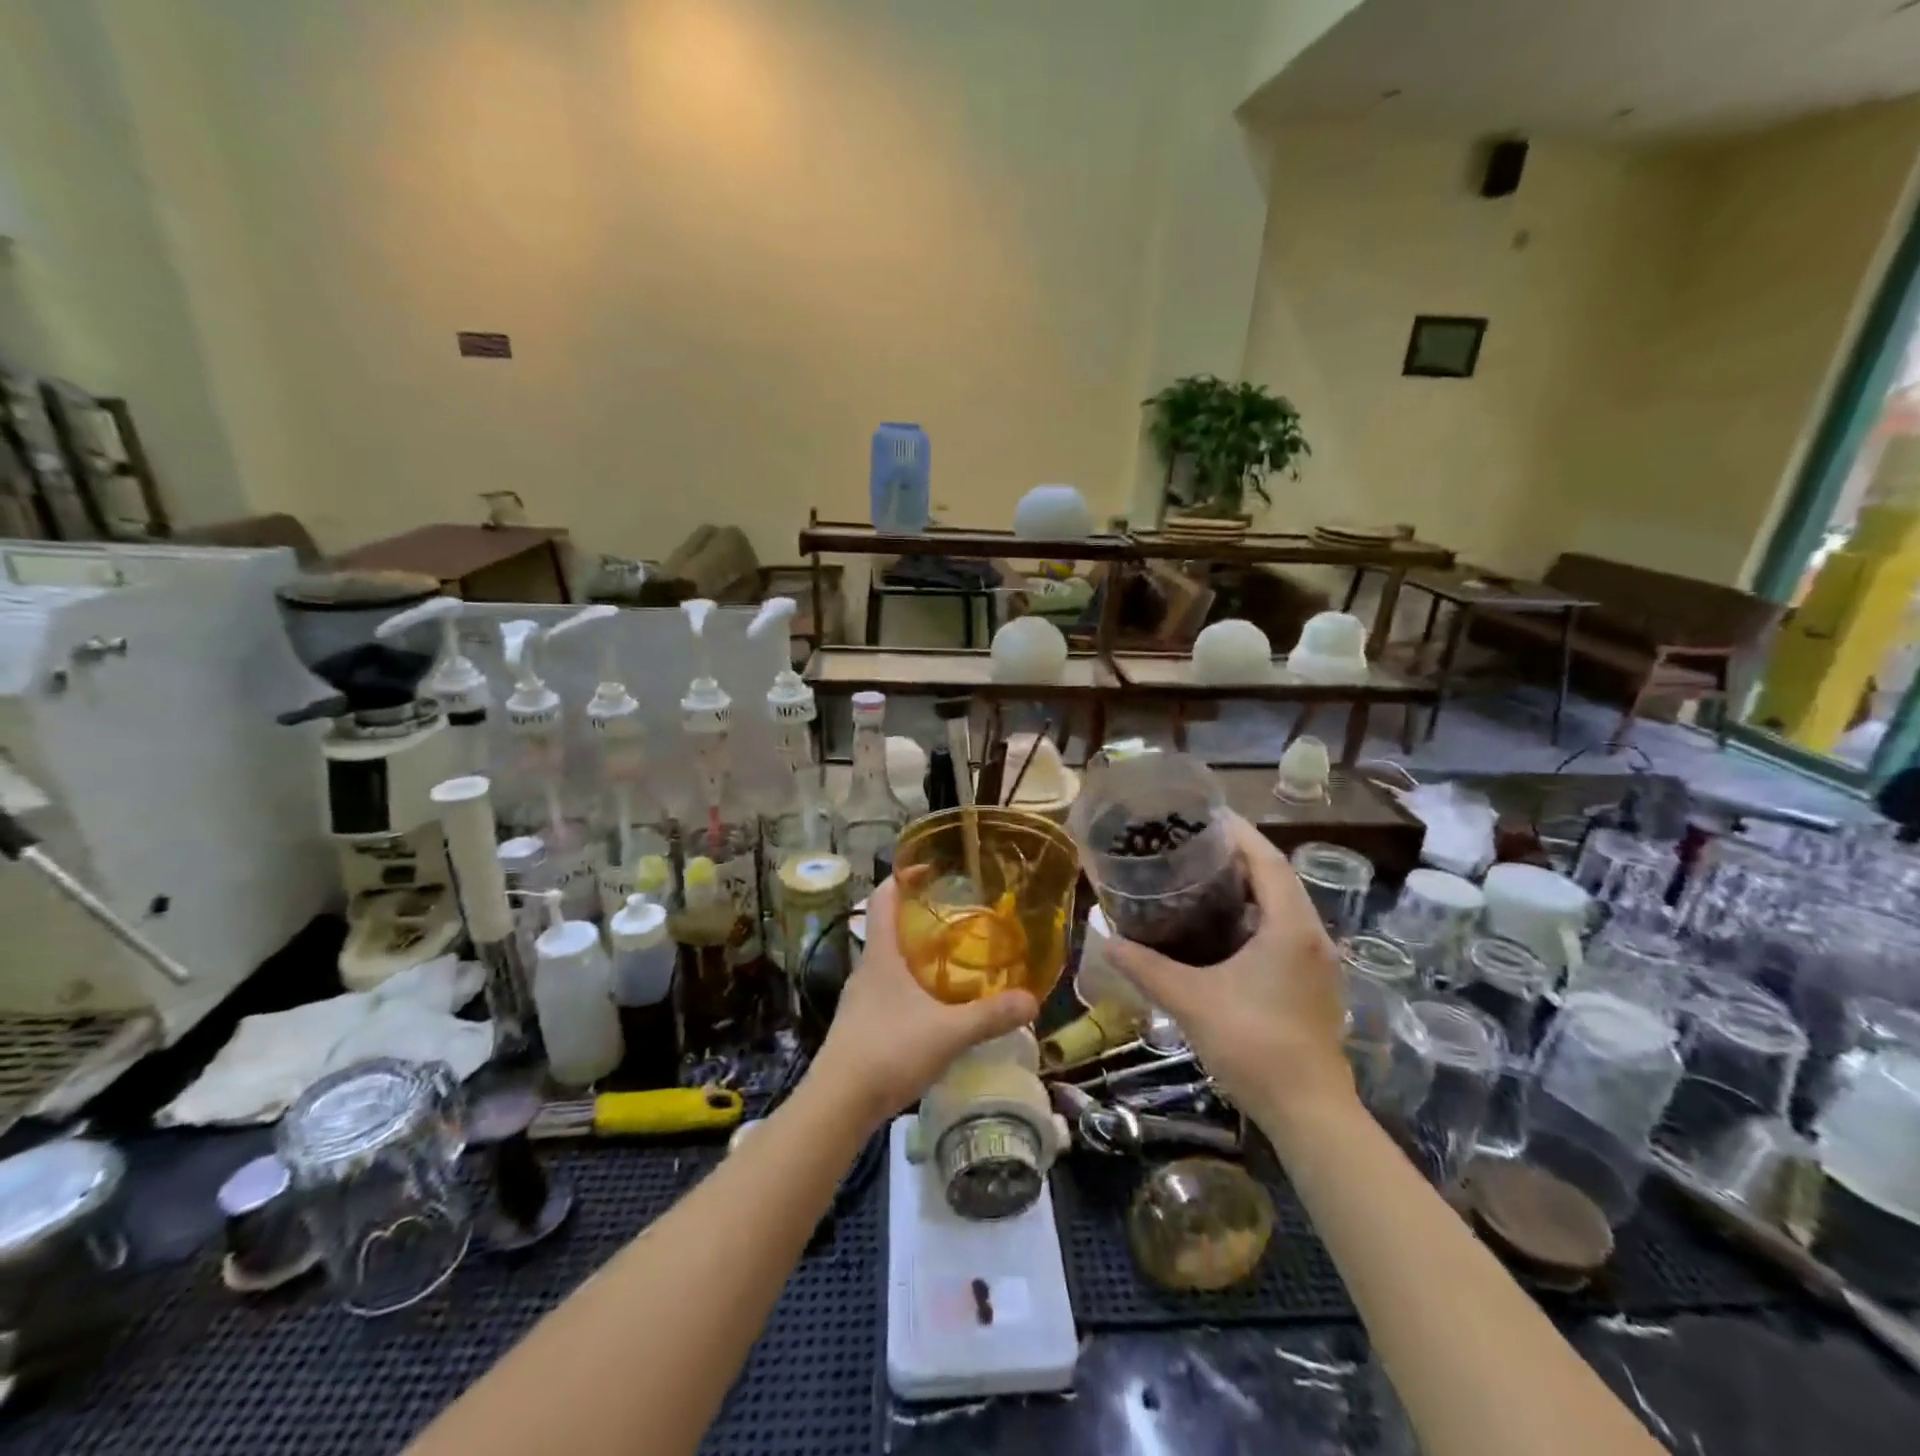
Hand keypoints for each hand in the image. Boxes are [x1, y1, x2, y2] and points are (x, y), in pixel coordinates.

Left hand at [809, 878, 1038, 1127]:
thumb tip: (1032, 1000)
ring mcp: (859, 1000)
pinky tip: (932, 1009)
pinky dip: (909, 988)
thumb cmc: (889, 1051)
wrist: (838, 1104)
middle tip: (956, 919)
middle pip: (887, 929)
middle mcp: (866, 970)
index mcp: (881, 956)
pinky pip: (887, 993)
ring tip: (951, 962)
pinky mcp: (858, 1027)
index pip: (883, 899)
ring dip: (914, 956)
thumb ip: (990, 1016)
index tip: (928, 868)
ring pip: (888, 964)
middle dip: (918, 919)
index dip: (902, 877)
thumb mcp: (948, 1033)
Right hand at [1106, 813, 1354, 1129]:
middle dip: (1237, 855)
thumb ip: (1146, 967)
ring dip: (1248, 886)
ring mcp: (1317, 960)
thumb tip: (1105, 939)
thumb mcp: (1190, 1001)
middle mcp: (1311, 934)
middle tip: (1190, 845)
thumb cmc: (1253, 1044)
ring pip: (1283, 904)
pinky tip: (1220, 928)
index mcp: (1290, 926)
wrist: (1309, 1112)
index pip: (1266, 859)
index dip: (1236, 832)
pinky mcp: (1313, 981)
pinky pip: (1285, 929)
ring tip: (1200, 877)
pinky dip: (1255, 915)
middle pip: (1276, 876)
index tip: (1201, 815)